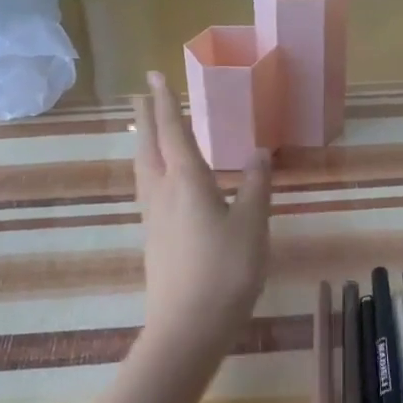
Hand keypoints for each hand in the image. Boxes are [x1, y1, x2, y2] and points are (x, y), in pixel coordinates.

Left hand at [132, 70, 272, 363]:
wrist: (188, 327)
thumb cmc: (226, 270)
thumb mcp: (253, 225)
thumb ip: (257, 186)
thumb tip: (260, 152)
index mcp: (187, 181)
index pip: (172, 131)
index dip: (165, 102)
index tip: (154, 76)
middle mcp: (162, 193)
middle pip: (148, 146)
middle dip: (145, 118)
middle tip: (141, 95)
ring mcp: (152, 218)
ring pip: (142, 169)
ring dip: (142, 143)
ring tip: (143, 132)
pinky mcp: (152, 240)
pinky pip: (146, 191)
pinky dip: (149, 170)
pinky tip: (158, 183)